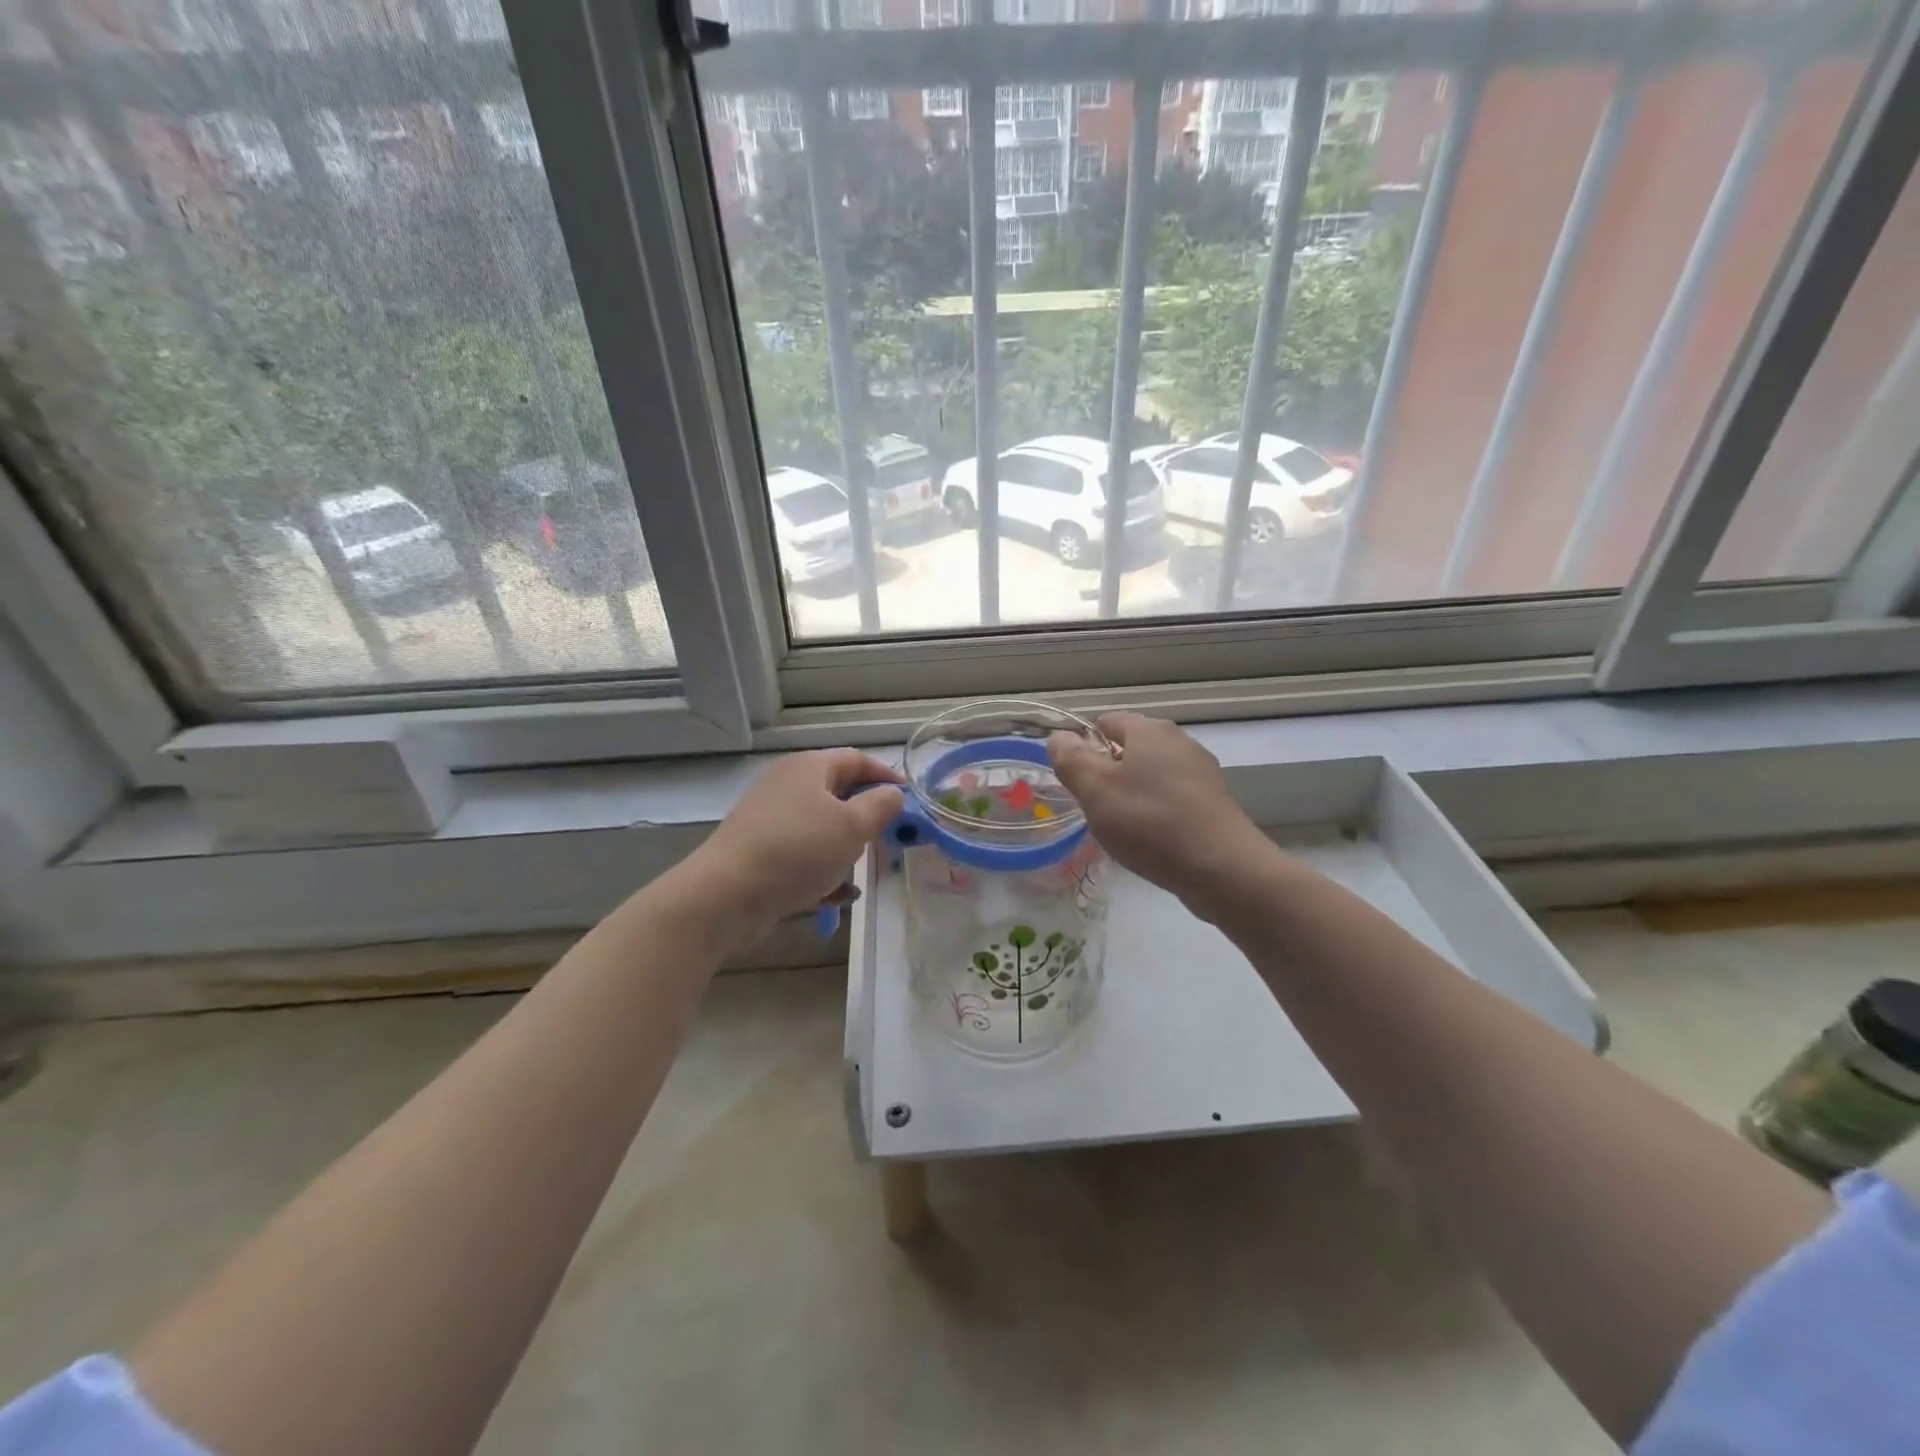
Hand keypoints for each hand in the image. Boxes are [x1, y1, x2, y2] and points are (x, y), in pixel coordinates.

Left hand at [681, 748, 904, 936]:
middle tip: (891, 836)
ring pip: (820, 826)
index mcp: (809, 767)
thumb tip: (893, 794)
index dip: (886, 776)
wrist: (726, 895)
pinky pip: (801, 854)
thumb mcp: (852, 826)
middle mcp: (787, 785)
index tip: (910, 800)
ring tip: (865, 868)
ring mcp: (769, 818)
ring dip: (845, 846)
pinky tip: (837, 896)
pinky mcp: (759, 850)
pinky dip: (822, 870)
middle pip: (837, 792)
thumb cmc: (798, 850)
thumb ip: (881, 806)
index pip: (856, 759)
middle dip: (866, 815)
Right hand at [1048, 713, 1265, 907]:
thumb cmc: (1150, 822)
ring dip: (1131, 795)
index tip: (1074, 779)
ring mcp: (1201, 773)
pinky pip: (1172, 798)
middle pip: (1130, 748)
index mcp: (1150, 730)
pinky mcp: (1213, 803)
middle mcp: (1179, 742)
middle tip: (1093, 806)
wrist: (1222, 868)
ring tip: (1120, 828)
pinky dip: (1156, 813)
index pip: (1106, 721)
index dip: (1084, 745)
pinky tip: (1150, 840)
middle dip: (1107, 773)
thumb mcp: (1096, 790)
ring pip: (1151, 775)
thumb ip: (1071, 759)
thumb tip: (1059, 737)